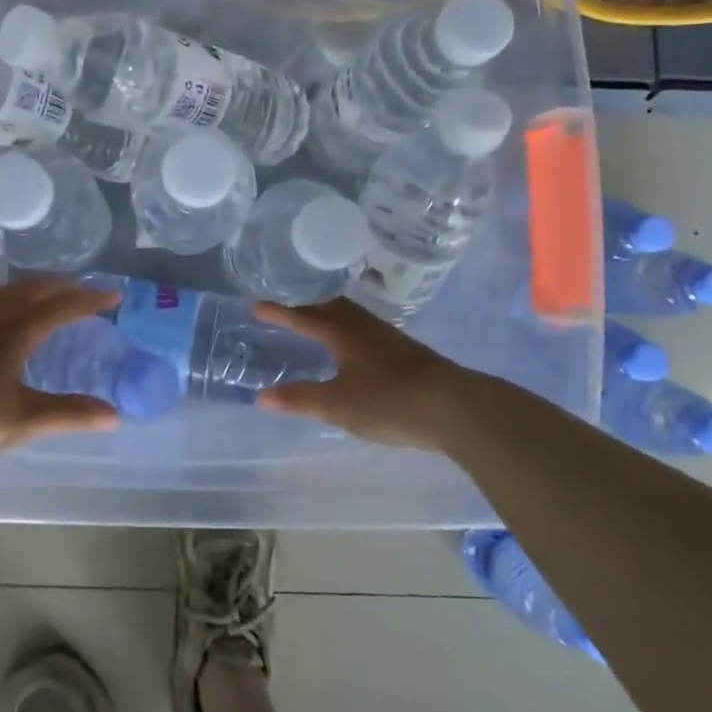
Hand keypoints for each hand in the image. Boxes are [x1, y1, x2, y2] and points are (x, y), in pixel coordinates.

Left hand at [0, 279, 122, 482]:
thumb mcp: (22, 421)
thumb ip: (69, 414)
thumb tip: (113, 415)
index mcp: (15, 332)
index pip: (61, 306)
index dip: (90, 299)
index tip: (114, 295)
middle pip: (34, 289)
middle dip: (65, 286)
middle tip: (87, 291)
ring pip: (7, 290)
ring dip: (35, 287)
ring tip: (50, 293)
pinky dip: (9, 295)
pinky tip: (2, 311)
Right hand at [254, 298, 476, 450]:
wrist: (455, 407)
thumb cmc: (390, 402)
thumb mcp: (338, 405)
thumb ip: (300, 399)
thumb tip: (262, 396)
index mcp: (343, 333)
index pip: (304, 315)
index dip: (279, 311)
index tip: (256, 304)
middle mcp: (364, 327)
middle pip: (330, 305)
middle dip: (305, 304)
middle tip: (285, 306)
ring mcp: (388, 337)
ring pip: (351, 315)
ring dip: (328, 313)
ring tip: (315, 320)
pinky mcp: (406, 351)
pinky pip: (365, 328)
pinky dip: (347, 328)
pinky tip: (353, 346)